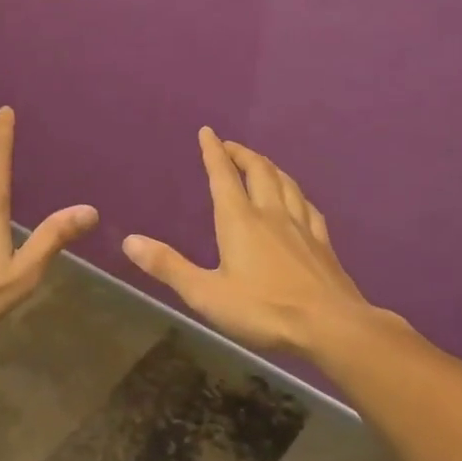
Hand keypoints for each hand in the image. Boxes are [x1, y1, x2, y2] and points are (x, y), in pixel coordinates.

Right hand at [122, 127, 378, 359]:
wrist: (333, 328)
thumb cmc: (264, 310)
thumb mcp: (206, 294)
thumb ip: (168, 266)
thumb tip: (128, 240)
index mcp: (240, 221)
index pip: (223, 176)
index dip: (213, 152)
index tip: (207, 132)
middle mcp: (271, 214)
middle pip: (259, 171)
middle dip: (242, 154)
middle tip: (230, 147)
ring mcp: (302, 227)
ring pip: (286, 184)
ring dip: (269, 167)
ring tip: (260, 164)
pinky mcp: (323, 244)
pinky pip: (308, 207)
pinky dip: (296, 194)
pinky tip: (298, 200)